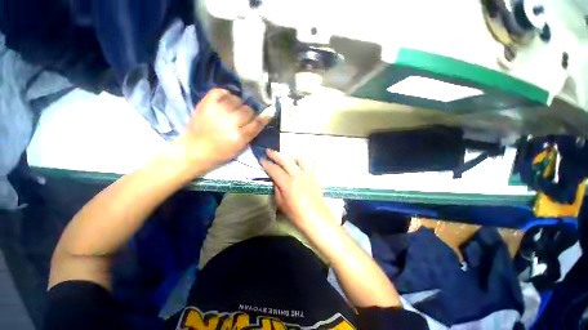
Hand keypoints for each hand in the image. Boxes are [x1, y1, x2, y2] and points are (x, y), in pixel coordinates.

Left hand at [180, 89, 273, 170]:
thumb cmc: (221, 153)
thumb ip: (251, 133)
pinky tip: (226, 101)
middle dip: (249, 113)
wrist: (195, 150)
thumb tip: (260, 118)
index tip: (271, 110)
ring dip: (238, 103)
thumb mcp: (240, 148)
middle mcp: (229, 123)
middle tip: (243, 117)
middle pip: (248, 109)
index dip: (265, 116)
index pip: (256, 123)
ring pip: (236, 99)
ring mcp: (216, 112)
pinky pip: (220, 91)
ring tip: (233, 109)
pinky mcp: (205, 104)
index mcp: (238, 137)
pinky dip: (225, 94)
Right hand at [261, 149, 334, 230]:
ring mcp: (308, 175)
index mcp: (288, 184)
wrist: (317, 219)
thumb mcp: (281, 204)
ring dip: (291, 155)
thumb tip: (275, 180)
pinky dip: (303, 160)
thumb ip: (277, 190)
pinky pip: (310, 163)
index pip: (275, 170)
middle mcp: (298, 176)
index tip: (261, 159)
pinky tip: (300, 162)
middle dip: (275, 155)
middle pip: (286, 160)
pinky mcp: (315, 177)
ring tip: (286, 156)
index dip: (267, 164)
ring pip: (300, 158)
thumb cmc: (297, 215)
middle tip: (268, 151)